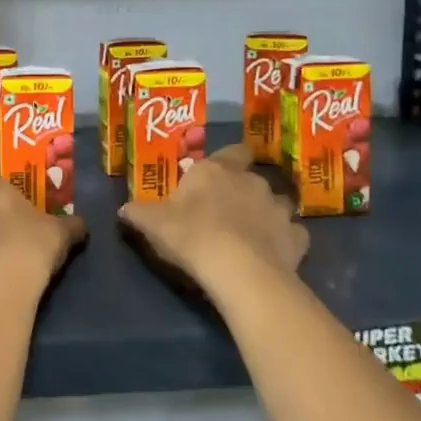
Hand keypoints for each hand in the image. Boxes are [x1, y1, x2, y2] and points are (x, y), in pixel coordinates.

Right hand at [118, 144, 308, 295]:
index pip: (233, 151)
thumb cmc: (191, 234)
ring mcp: (278, 209)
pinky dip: (285, 241)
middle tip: (227, 212)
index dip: (229, 160)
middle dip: (244, 192)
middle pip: (252, 179)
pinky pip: (293, 234)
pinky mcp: (297, 238)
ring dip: (267, 214)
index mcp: (216, 170)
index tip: (219, 175)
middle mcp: (251, 181)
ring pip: (277, 204)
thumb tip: (124, 209)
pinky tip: (274, 254)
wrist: (238, 269)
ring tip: (253, 234)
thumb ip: (139, 213)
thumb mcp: (153, 223)